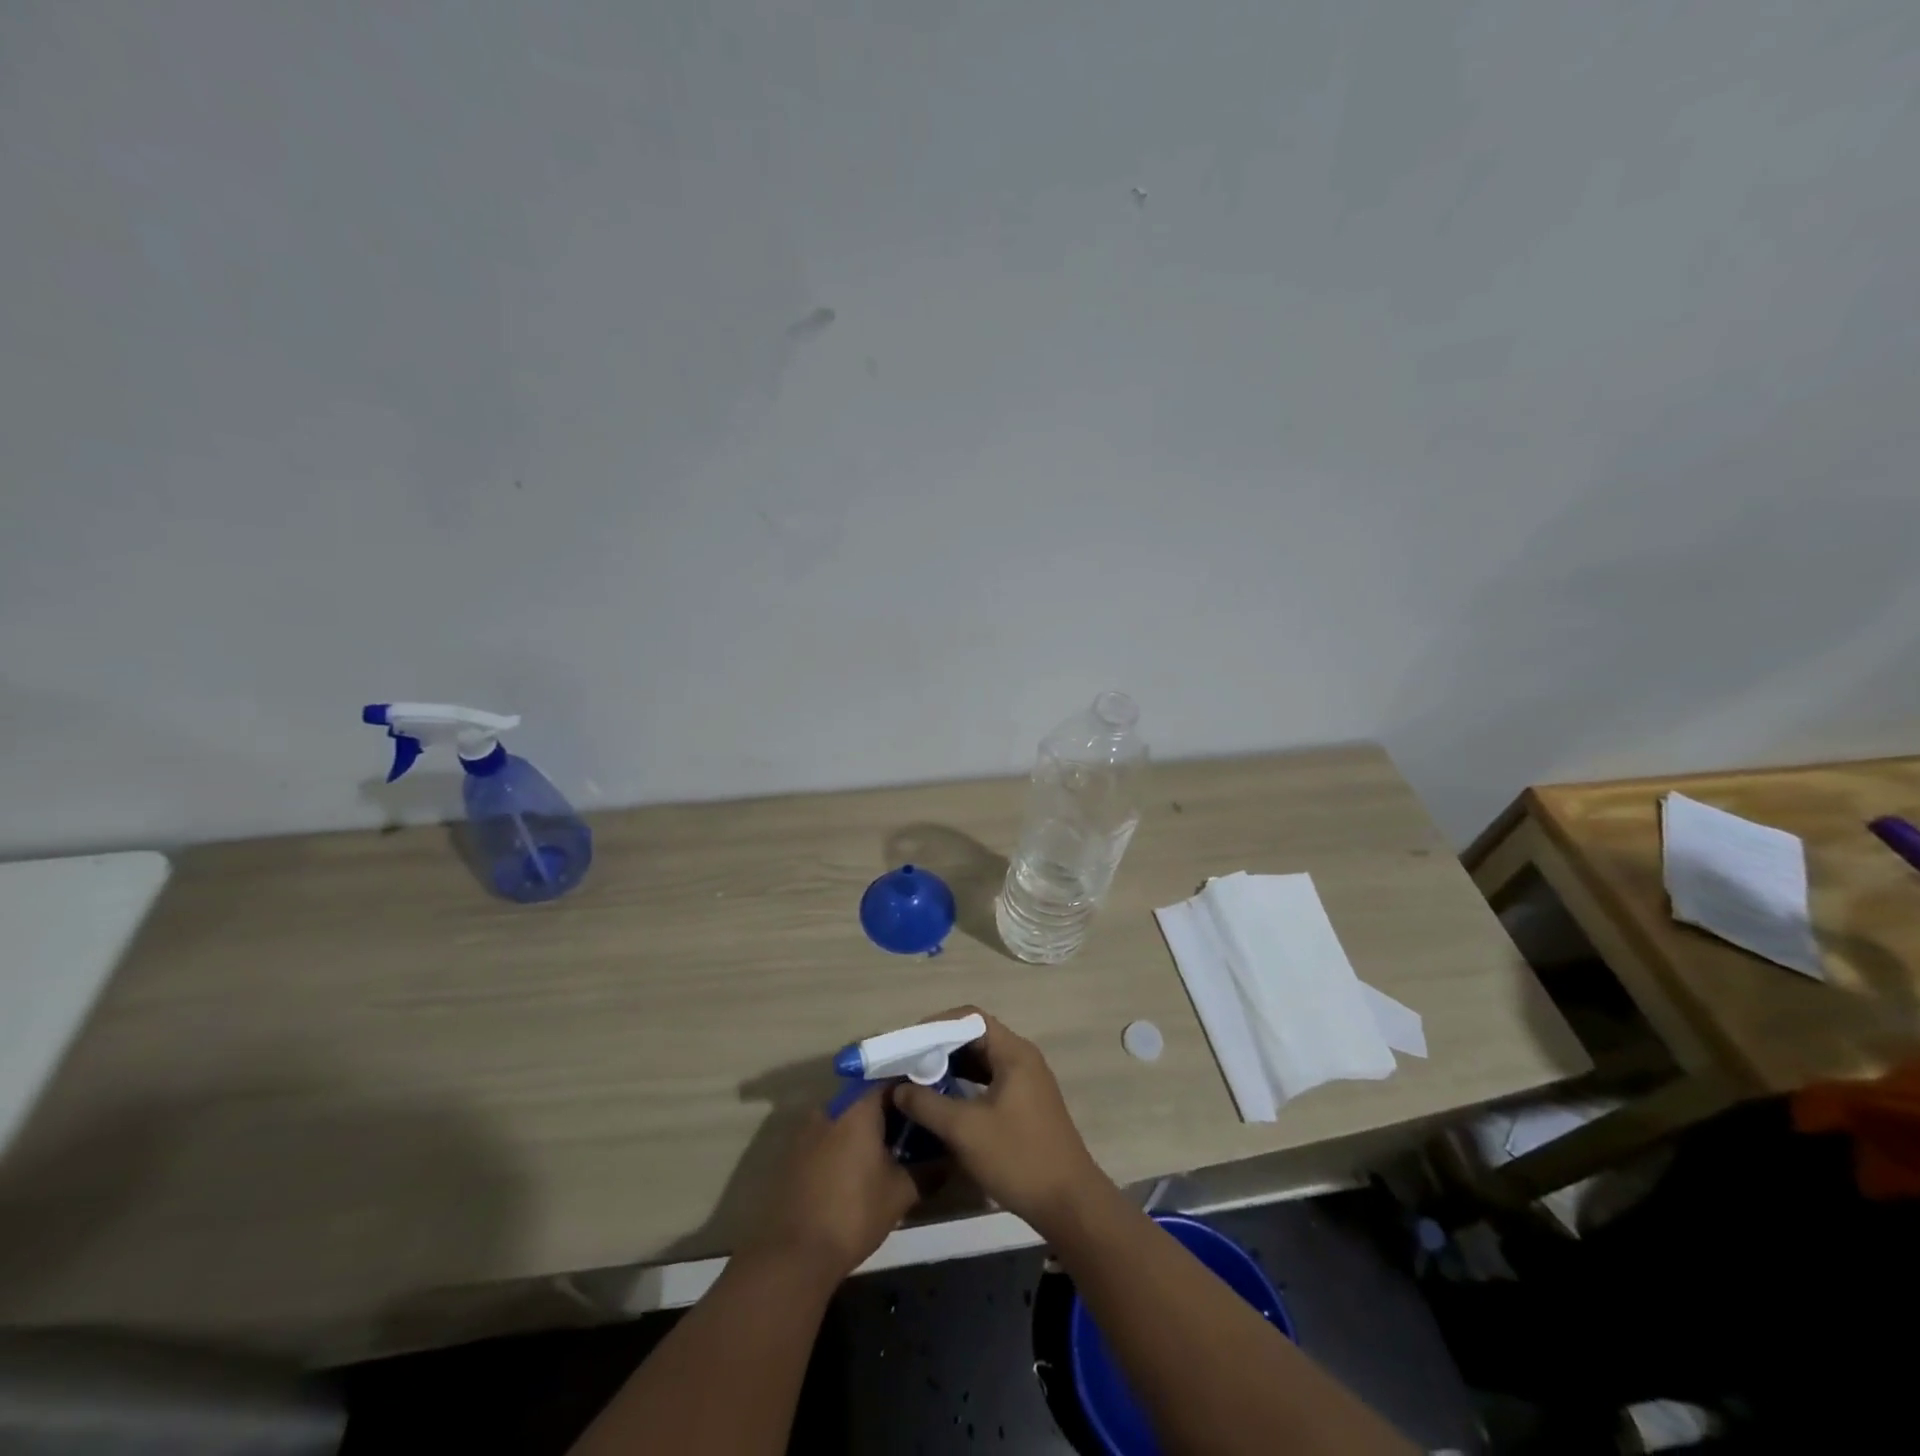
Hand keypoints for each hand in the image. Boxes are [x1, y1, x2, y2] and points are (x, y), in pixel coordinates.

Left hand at [748, 1085, 919, 1282]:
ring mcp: (806, 1130)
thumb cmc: (853, 1214)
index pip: (890, 1082)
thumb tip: (948, 1161)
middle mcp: (830, 1109)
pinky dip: (842, 1147)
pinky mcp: (792, 1154)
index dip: (911, 1093)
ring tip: (885, 1155)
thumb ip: (927, 1171)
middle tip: (911, 1135)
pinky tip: (854, 1172)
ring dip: (863, 1132)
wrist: (793, 1255)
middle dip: (888, 1114)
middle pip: (865, 1100)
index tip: (928, 1107)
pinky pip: (826, 1138)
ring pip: (844, 1119)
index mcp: (858, 1108)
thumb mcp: (900, 1194)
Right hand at [892, 1008, 1109, 1230]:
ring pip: (982, 1061)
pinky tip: (944, 1102)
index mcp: (1013, 1052)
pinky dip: (965, 1085)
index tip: (910, 1043)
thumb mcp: (965, 1130)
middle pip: (975, 1037)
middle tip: (908, 1062)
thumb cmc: (1017, 1157)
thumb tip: (898, 1088)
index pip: (970, 1018)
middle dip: (940, 1047)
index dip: (937, 1024)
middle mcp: (1022, 1058)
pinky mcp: (1026, 1105)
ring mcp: (1026, 1082)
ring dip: (951, 1067)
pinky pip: (990, 1082)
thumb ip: (927, 1104)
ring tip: (919, 1081)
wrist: (1069, 1203)